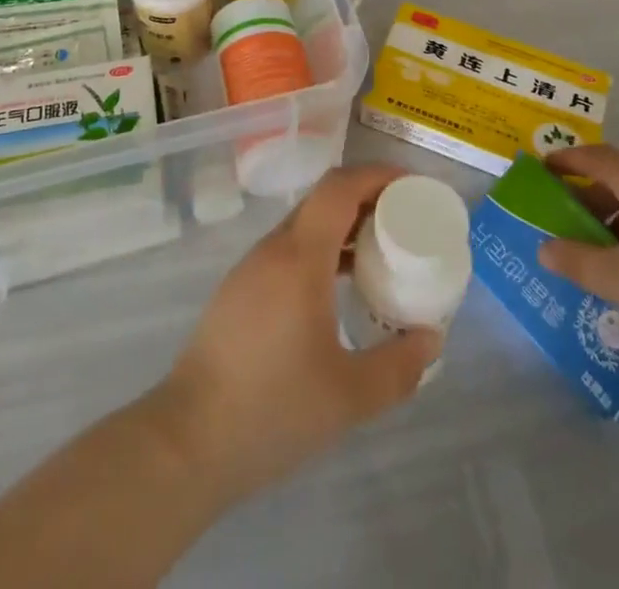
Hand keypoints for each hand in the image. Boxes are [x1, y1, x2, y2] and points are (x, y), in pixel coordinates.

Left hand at [152, 164, 440, 503]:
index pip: (339, 187)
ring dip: (343, 227)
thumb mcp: (349, 396)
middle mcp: (274, 249)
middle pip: (323, 200)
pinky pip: (289, 251)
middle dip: (366, 199)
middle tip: (404, 221)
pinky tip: (337, 290)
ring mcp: (251, 269)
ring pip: (304, 226)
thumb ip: (398, 367)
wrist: (186, 443)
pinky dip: (321, 251)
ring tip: (378, 254)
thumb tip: (432, 339)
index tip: (411, 186)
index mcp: (300, 256)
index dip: (376, 175)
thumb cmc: (271, 409)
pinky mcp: (239, 292)